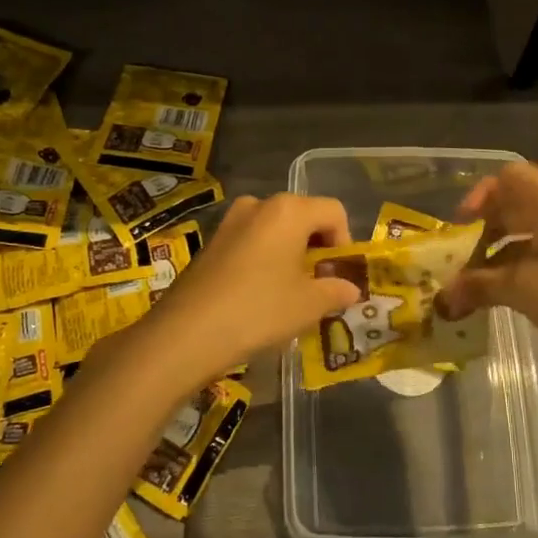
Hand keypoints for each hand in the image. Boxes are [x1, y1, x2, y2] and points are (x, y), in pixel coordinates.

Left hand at [135, 194, 359, 383]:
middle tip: (319, 284)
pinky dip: (265, 260)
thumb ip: (336, 291)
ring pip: (275, 230)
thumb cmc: (259, 310)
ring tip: (290, 292)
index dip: (345, 242)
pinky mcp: (211, 242)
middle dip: (317, 248)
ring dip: (290, 254)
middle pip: (303, 216)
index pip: (333, 211)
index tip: (339, 275)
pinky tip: (260, 294)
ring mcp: (230, 221)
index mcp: (288, 210)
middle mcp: (259, 205)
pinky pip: (251, 242)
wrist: (187, 333)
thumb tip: (350, 289)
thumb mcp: (308, 305)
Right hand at [437, 162, 537, 364]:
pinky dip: (516, 267)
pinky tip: (500, 295)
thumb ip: (477, 286)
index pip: (509, 176)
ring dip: (497, 252)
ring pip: (526, 232)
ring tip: (473, 282)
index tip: (460, 225)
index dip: (480, 194)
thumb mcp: (521, 289)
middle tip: (460, 256)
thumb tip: (442, 297)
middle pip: (515, 204)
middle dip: (483, 228)